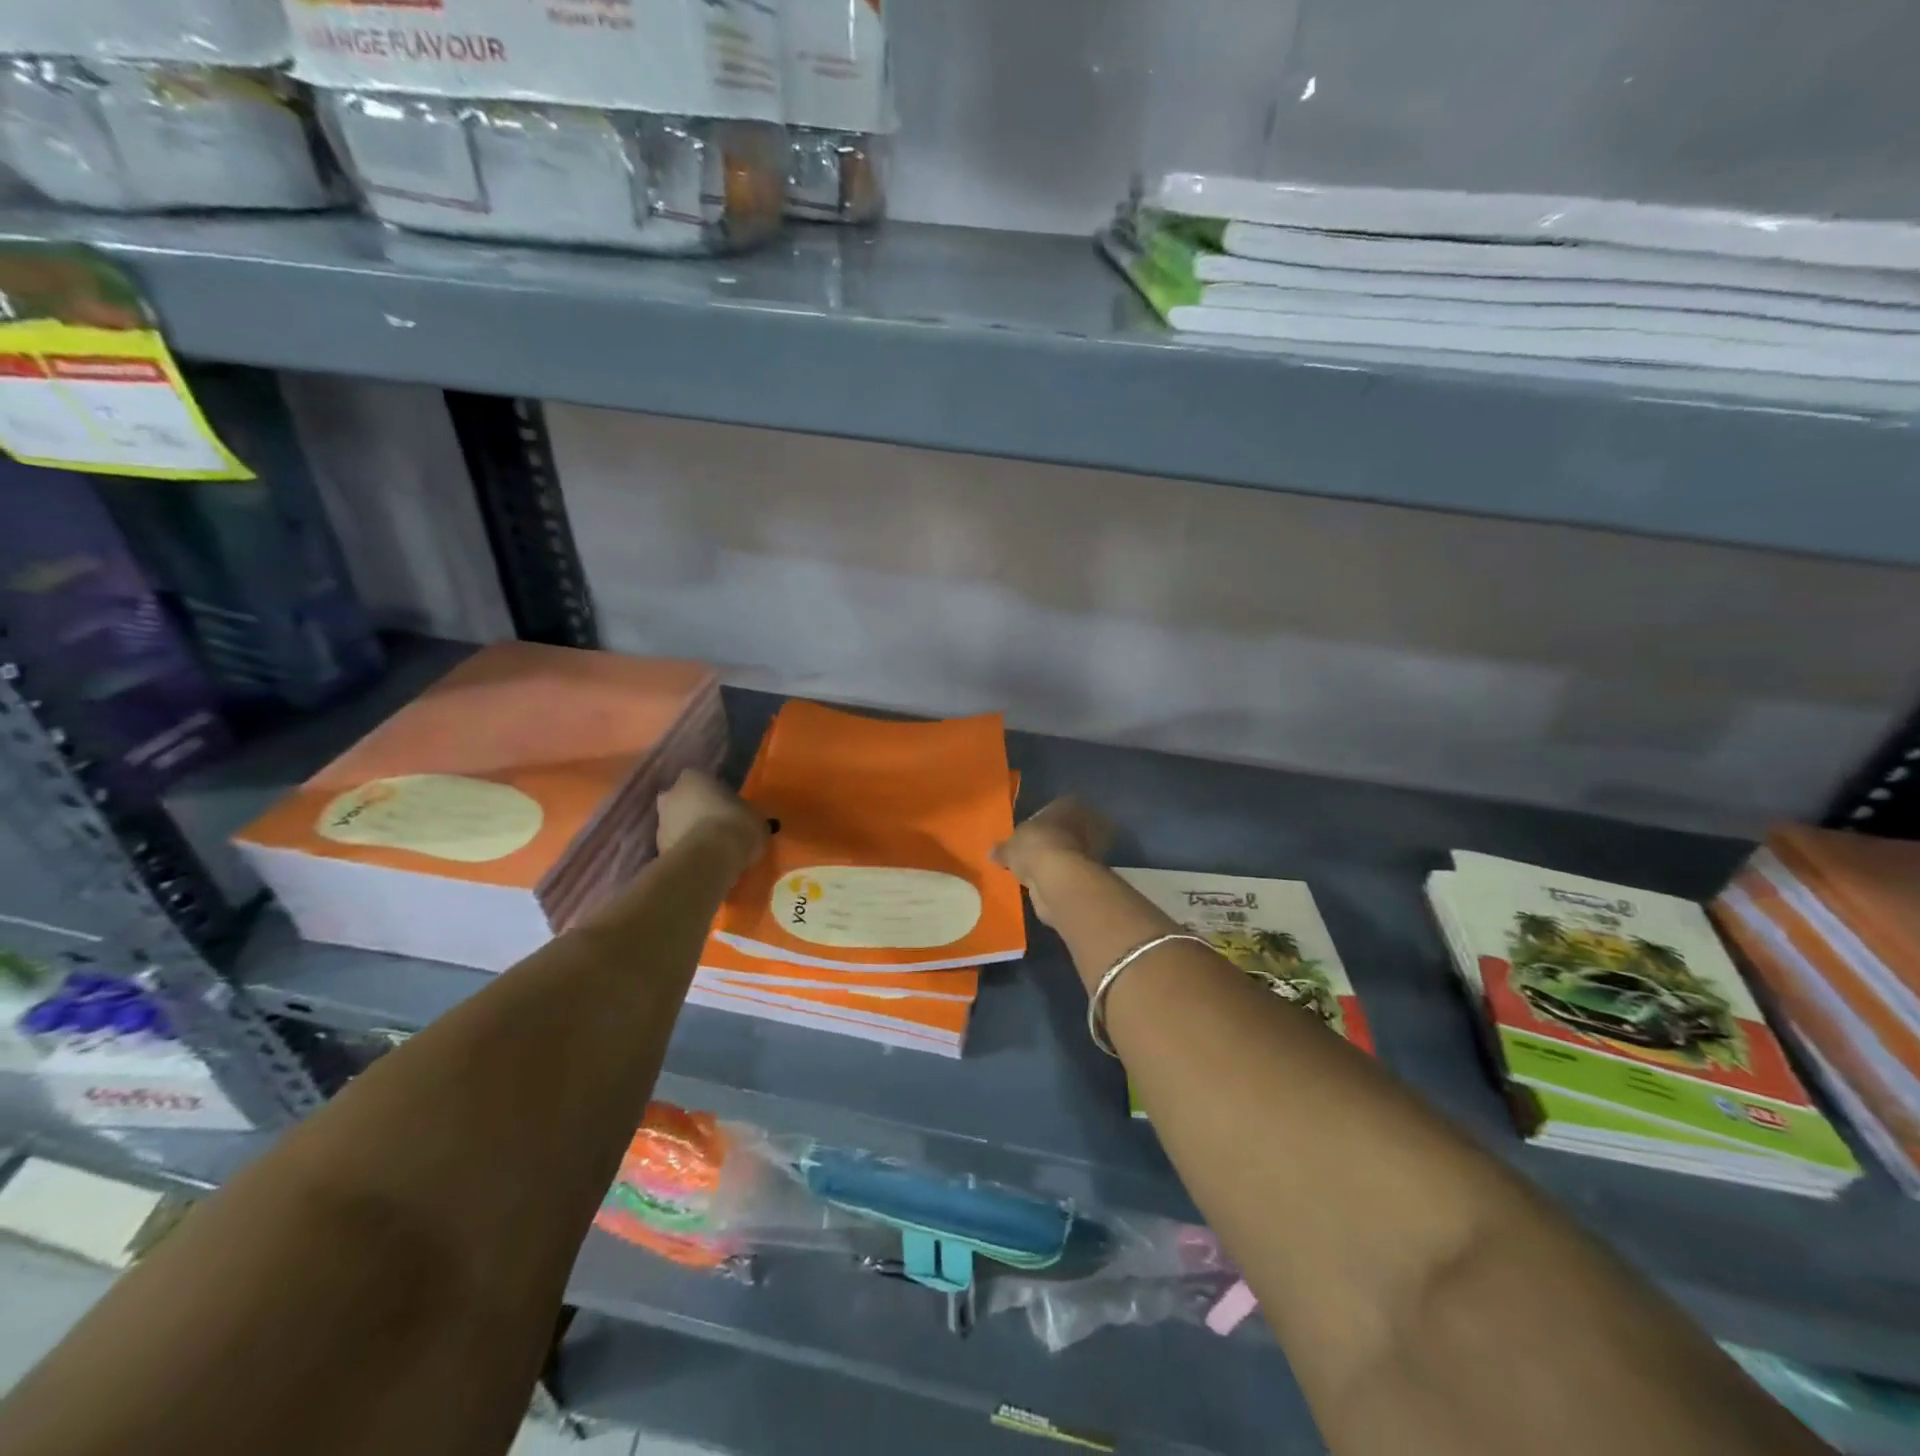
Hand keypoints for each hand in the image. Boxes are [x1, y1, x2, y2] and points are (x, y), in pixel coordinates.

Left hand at [656, 769, 769, 871]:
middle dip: (693, 810)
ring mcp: (660, 824)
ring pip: (675, 824)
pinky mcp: (658, 851)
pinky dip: (686, 852)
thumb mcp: (755, 816)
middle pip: (680, 800)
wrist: (710, 861)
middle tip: (714, 824)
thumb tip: (751, 820)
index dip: (712, 791)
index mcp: (693, 778)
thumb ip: (747, 813)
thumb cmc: (736, 825)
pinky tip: (703, 861)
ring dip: (688, 832)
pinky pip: (675, 847)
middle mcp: (670, 796)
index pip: (699, 778)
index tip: (725, 804)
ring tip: (711, 847)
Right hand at [993, 798, 1113, 926]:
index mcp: (1066, 803)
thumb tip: (993, 853)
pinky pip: (1073, 870)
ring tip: (1039, 872)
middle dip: (1052, 841)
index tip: (1028, 836)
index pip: (1053, 808)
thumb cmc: (1034, 847)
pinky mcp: (1095, 872)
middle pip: (1066, 829)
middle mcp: (1085, 820)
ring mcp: (1094, 846)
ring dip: (1059, 860)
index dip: (1040, 823)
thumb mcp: (1009, 847)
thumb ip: (1003, 849)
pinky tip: (1049, 884)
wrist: (1060, 878)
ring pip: (1072, 851)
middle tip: (1034, 855)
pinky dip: (1063, 876)